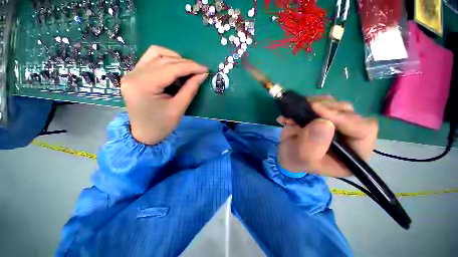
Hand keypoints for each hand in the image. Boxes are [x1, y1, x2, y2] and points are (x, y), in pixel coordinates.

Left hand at [121, 46, 207, 144]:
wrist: (144, 134)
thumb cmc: (162, 125)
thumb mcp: (179, 108)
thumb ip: (191, 89)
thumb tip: (202, 74)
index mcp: (143, 85)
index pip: (170, 68)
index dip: (190, 66)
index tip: (205, 69)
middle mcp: (134, 74)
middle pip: (163, 58)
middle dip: (185, 63)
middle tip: (199, 71)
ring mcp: (132, 72)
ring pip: (156, 53)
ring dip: (175, 58)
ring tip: (187, 70)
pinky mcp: (134, 74)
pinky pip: (151, 59)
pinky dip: (166, 61)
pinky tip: (175, 70)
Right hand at [277, 95, 377, 176]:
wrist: (287, 153)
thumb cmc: (297, 160)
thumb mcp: (303, 157)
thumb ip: (313, 145)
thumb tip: (324, 123)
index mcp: (353, 152)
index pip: (363, 130)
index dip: (343, 118)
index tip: (318, 111)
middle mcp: (350, 135)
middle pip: (349, 113)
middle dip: (325, 110)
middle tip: (305, 109)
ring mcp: (338, 123)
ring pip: (336, 104)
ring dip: (314, 105)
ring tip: (294, 114)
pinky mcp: (326, 115)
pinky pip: (322, 101)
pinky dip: (306, 103)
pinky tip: (294, 113)